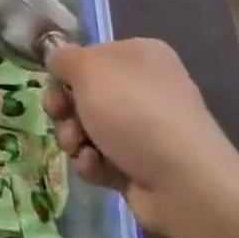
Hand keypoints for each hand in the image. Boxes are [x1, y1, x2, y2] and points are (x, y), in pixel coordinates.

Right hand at [44, 37, 238, 233]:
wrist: (185, 184)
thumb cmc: (134, 111)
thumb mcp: (89, 70)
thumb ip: (63, 58)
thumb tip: (55, 54)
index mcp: (140, 56)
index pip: (91, 56)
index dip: (67, 71)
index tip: (53, 84)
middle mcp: (145, 88)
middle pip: (85, 94)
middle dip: (65, 109)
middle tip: (59, 116)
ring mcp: (146, 130)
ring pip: (89, 128)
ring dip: (74, 137)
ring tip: (79, 147)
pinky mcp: (142, 166)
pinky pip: (103, 158)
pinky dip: (93, 163)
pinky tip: (97, 167)